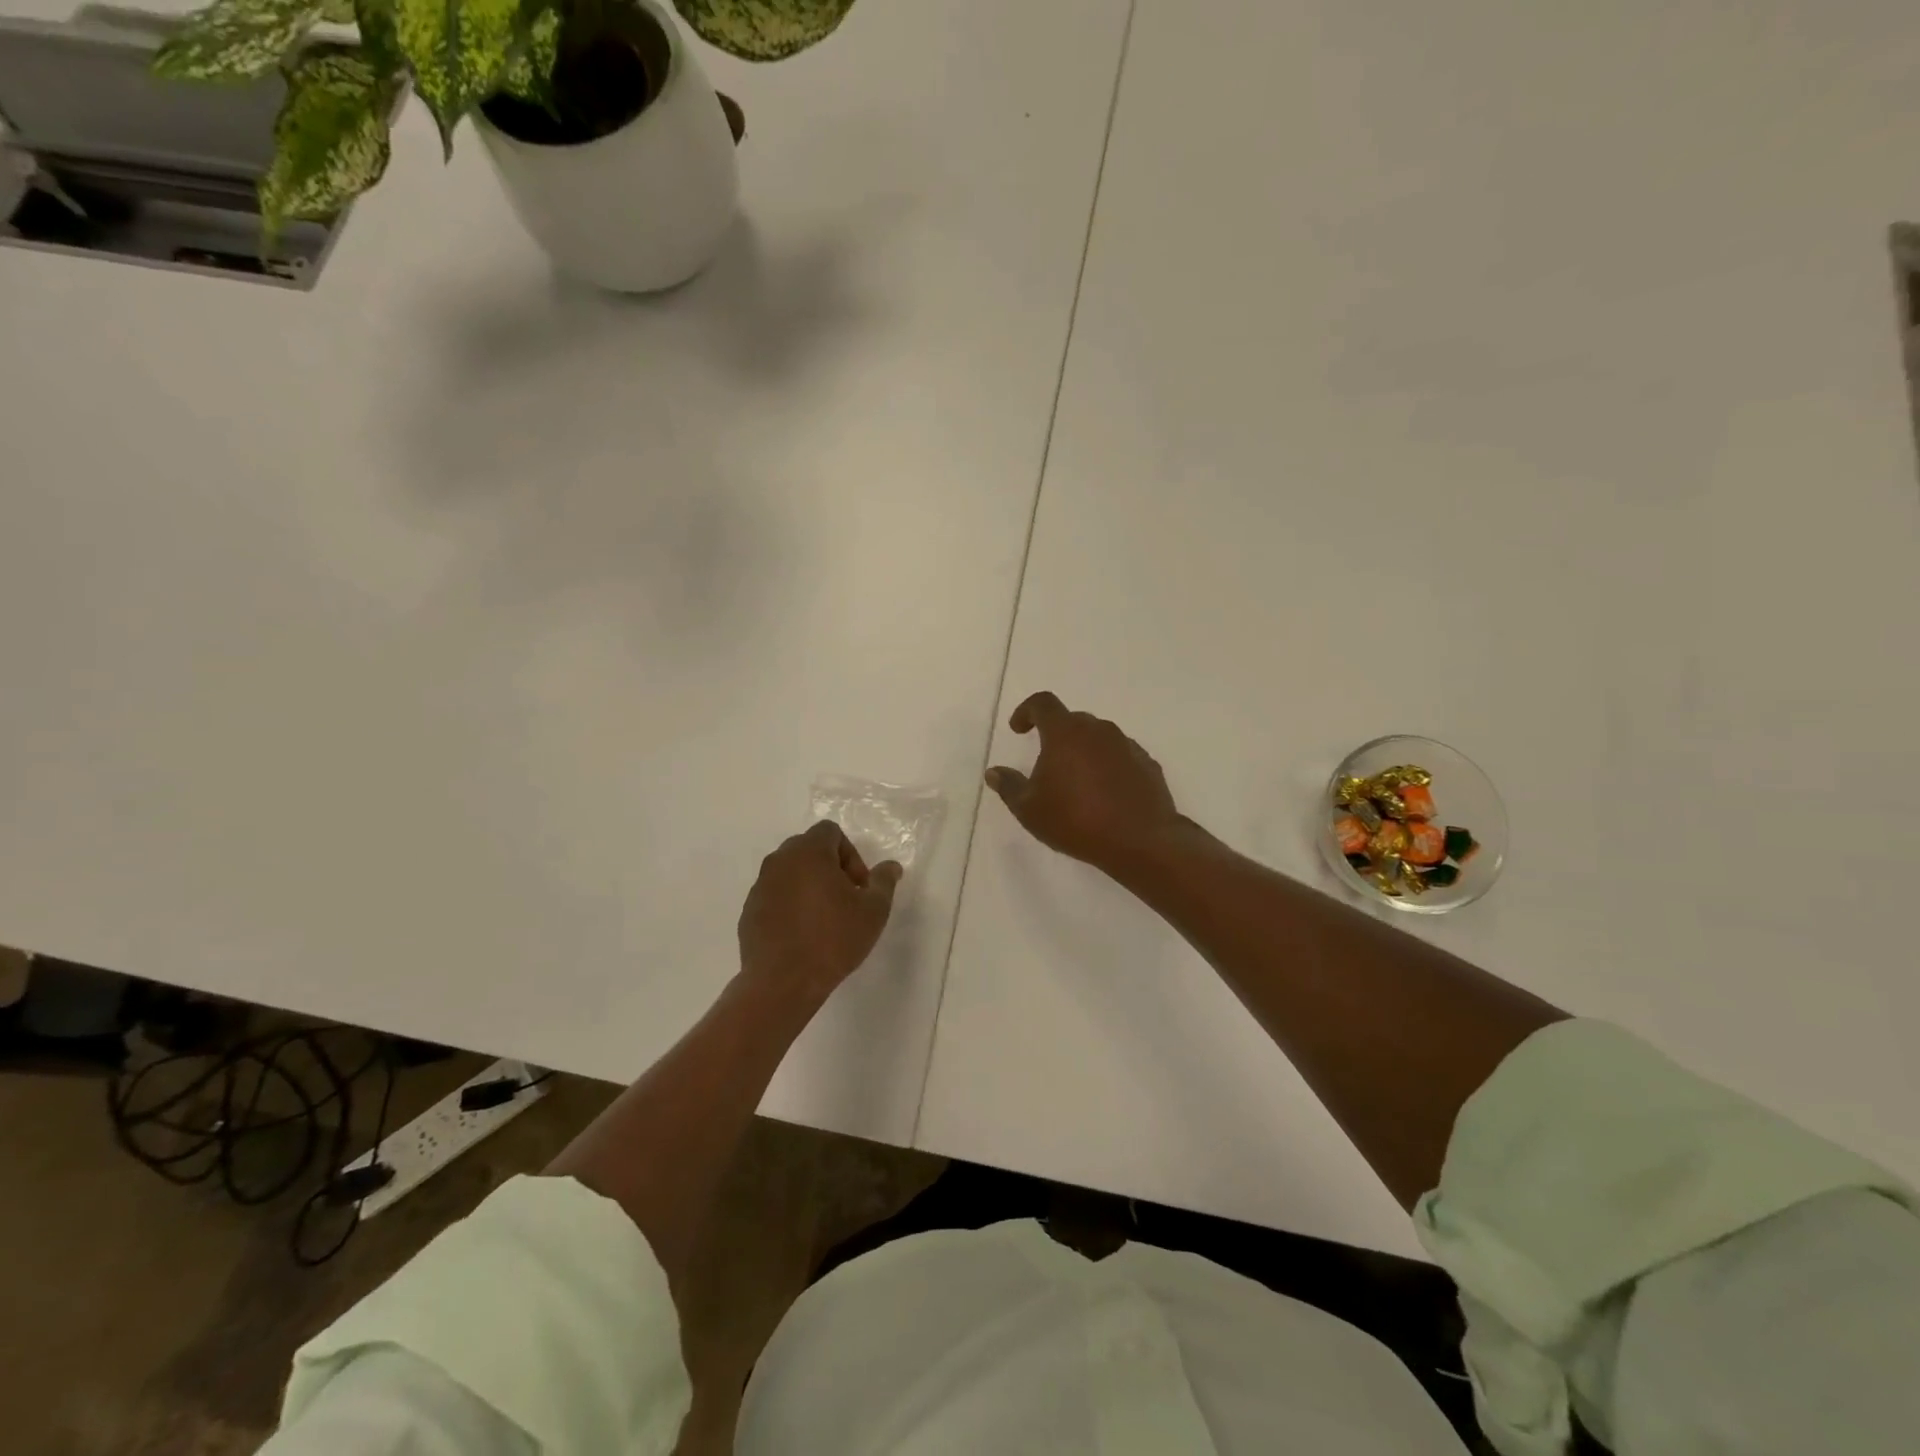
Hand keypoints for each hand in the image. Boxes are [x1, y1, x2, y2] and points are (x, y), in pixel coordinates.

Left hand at [738, 821, 901, 1002]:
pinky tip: (802, 934)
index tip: (859, 887)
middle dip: (830, 867)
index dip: (851, 854)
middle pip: (808, 849)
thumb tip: (891, 867)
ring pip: (790, 872)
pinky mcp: (749, 911)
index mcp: (809, 852)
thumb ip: (883, 882)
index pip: (830, 831)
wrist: (782, 982)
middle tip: (846, 900)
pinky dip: (790, 905)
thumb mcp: (873, 910)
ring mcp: (760, 886)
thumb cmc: (833, 939)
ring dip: (809, 885)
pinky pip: (775, 896)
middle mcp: (780, 861)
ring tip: (824, 919)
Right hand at [984, 691, 1184, 873]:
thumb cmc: (1076, 820)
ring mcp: (1127, 745)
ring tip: (1077, 783)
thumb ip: (1009, 786)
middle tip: (1047, 764)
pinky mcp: (1147, 764)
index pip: (1042, 703)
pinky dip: (1108, 766)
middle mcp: (1098, 730)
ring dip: (1083, 751)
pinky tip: (1105, 794)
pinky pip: (1120, 756)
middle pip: (1072, 720)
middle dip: (1056, 735)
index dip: (1026, 711)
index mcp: (1065, 733)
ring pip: (1098, 738)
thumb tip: (994, 772)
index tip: (1018, 729)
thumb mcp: (1030, 810)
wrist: (1140, 840)